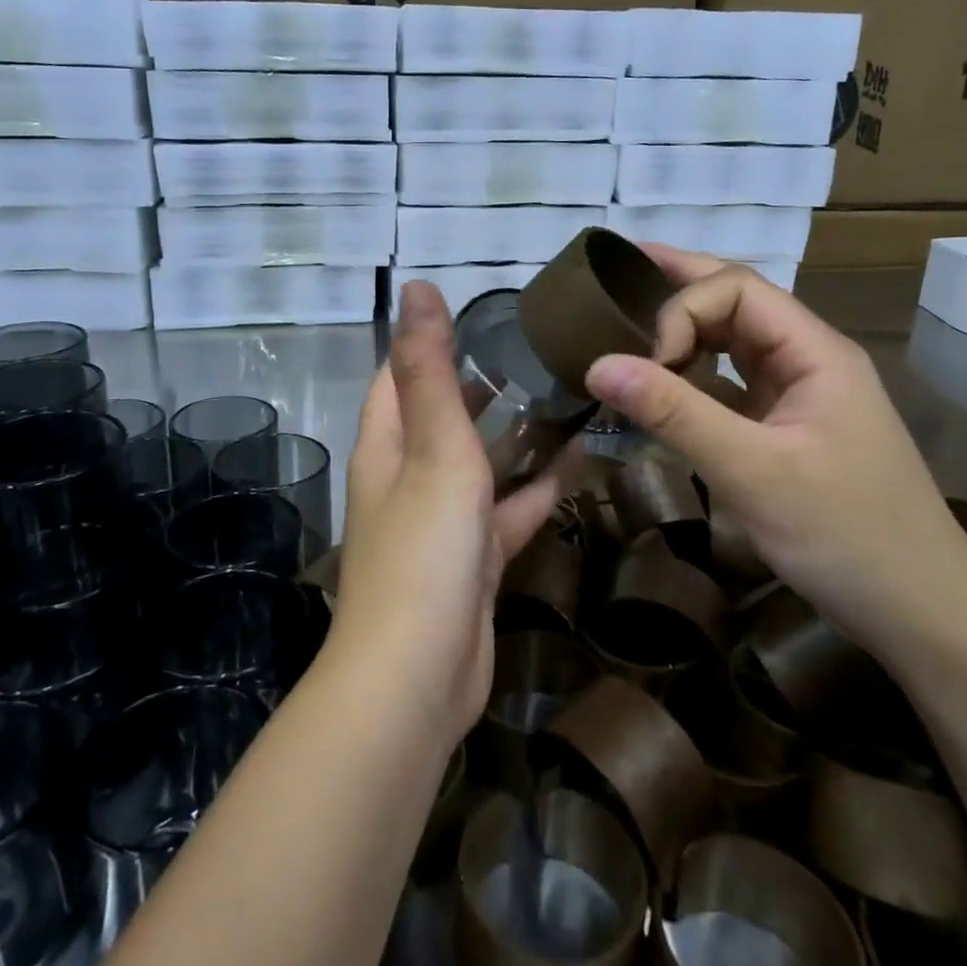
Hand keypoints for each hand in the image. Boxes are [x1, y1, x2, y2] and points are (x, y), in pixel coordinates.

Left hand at [329, 282, 577, 746]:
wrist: (418, 677)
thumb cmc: (424, 550)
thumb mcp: (433, 449)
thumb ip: (428, 369)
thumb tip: (417, 288)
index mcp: (387, 444)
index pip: (401, 374)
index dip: (433, 340)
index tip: (487, 312)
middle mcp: (407, 476)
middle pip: (445, 415)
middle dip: (485, 384)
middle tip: (544, 350)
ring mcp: (442, 521)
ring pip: (481, 464)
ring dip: (517, 435)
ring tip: (570, 395)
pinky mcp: (474, 560)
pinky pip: (507, 511)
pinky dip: (536, 489)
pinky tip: (579, 463)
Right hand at [584, 246, 966, 656]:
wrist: (919, 610)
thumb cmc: (845, 534)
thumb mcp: (752, 471)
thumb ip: (675, 413)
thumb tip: (597, 364)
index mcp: (814, 351)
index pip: (736, 289)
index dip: (681, 309)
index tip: (646, 362)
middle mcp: (806, 359)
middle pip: (736, 302)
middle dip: (678, 287)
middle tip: (616, 274)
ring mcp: (798, 394)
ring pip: (732, 342)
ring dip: (683, 332)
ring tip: (626, 324)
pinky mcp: (785, 428)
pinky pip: (730, 384)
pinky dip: (691, 377)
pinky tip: (658, 384)